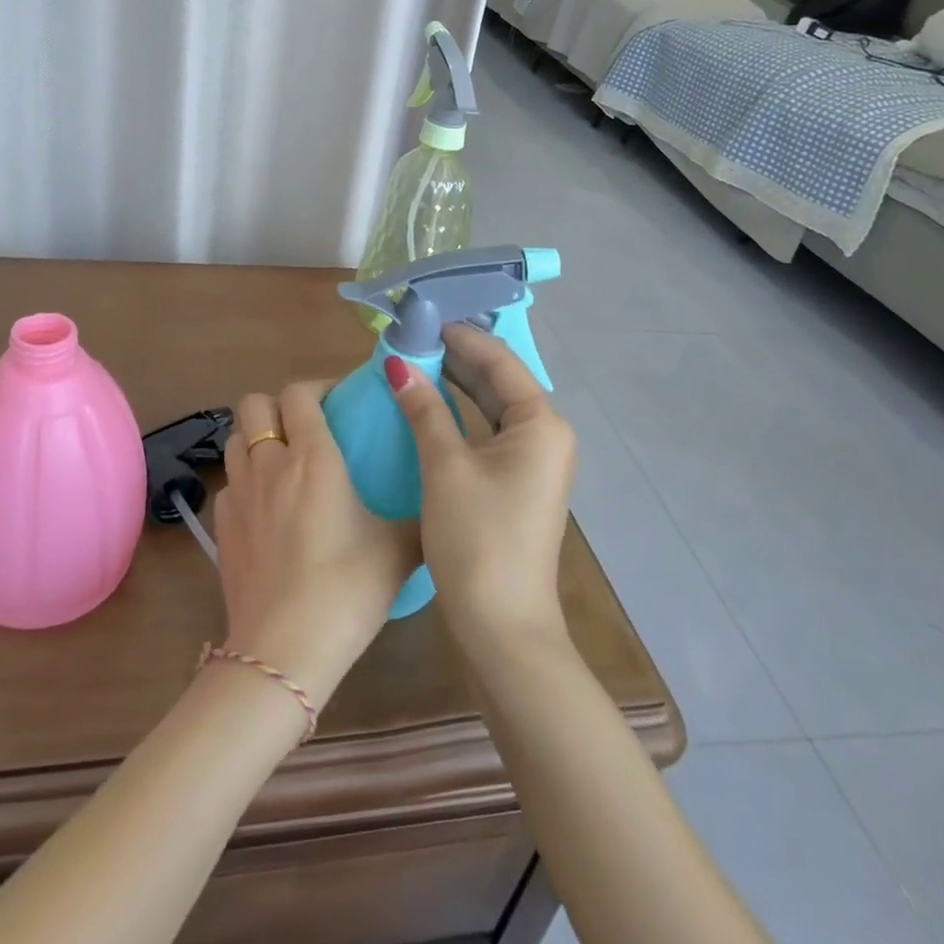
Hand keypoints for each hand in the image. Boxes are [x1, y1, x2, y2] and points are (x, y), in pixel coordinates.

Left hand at [212, 382, 421, 705]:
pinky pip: (228, 483)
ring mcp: (238, 495)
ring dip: (257, 438)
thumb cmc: (347, 590)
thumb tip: (445, 502)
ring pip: (235, 439)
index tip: (341, 403)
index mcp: (313, 457)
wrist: (284, 651)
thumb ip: (421, 516)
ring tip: (285, 463)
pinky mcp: (221, 527)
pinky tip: (266, 508)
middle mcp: (269, 464)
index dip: (319, 388)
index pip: (299, 393)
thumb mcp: (399, 551)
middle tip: (308, 428)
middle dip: (278, 405)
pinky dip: (245, 481)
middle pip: (254, 403)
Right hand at [387, 325, 576, 658]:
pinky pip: (488, 432)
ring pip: (491, 406)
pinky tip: (429, 406)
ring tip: (414, 362)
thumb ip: (424, 409)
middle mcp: (545, 434)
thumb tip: (398, 365)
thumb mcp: (445, 466)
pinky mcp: (518, 482)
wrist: (503, 626)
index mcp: (540, 423)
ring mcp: (534, 461)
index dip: (460, 336)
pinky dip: (460, 415)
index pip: (498, 361)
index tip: (421, 317)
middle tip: (410, 337)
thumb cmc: (477, 538)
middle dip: (456, 358)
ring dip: (456, 385)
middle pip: (498, 381)